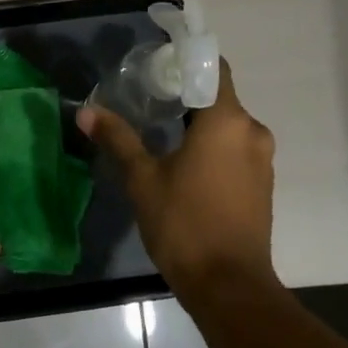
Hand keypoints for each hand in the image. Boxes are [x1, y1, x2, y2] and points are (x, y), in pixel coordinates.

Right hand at [77, 60, 278, 300]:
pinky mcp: (262, 184)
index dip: (185, 61)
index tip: (156, 66)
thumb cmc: (184, 224)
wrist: (228, 285)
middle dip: (185, 95)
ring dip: (198, 123)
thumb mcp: (142, 179)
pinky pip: (235, 149)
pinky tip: (183, 161)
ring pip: (227, 125)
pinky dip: (212, 146)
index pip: (212, 69)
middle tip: (147, 98)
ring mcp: (262, 159)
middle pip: (218, 97)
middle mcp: (252, 132)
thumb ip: (118, 139)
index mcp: (227, 121)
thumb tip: (86, 111)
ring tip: (159, 128)